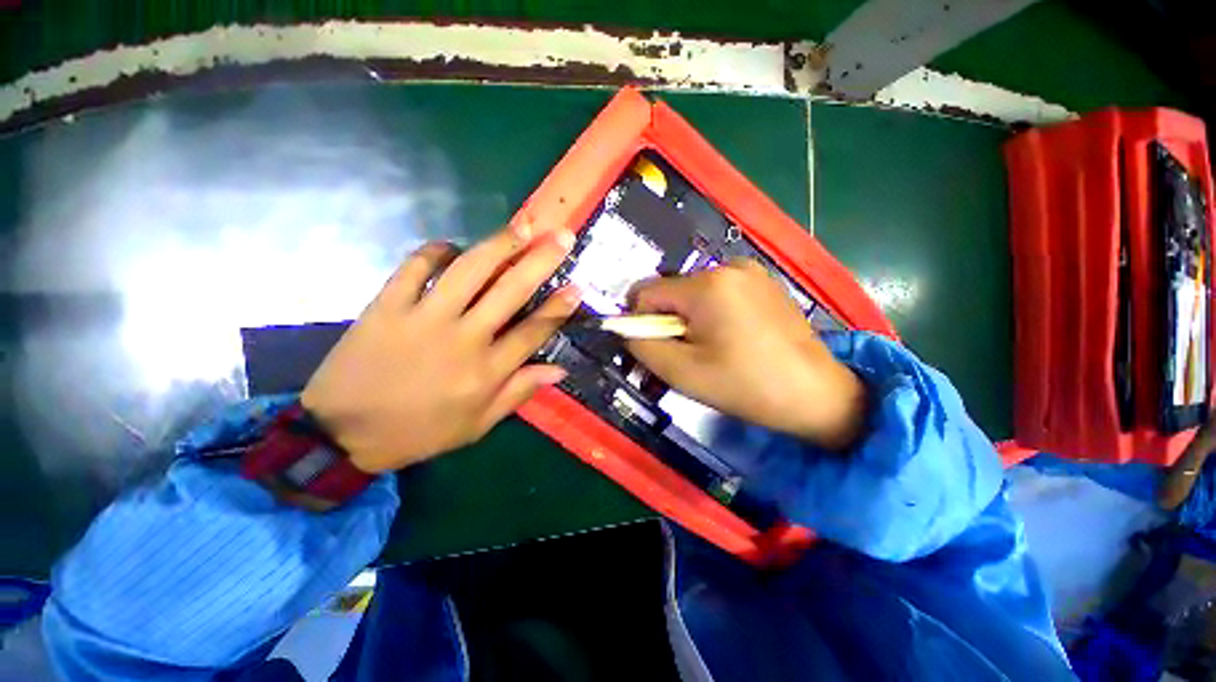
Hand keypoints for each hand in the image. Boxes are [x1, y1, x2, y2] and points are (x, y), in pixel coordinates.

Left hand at [301, 224, 580, 472]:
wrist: (342, 434)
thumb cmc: (419, 432)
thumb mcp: (477, 425)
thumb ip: (519, 393)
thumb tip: (559, 369)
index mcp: (487, 371)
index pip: (534, 331)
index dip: (559, 307)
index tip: (578, 285)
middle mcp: (463, 339)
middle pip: (511, 290)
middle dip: (541, 260)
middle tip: (560, 235)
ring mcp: (424, 318)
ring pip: (470, 270)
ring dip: (500, 244)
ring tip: (522, 225)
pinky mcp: (386, 306)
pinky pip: (415, 267)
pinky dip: (436, 251)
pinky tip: (452, 246)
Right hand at [626, 259, 866, 449]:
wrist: (815, 393)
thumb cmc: (745, 385)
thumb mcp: (682, 373)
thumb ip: (643, 346)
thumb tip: (627, 329)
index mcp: (707, 286)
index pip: (646, 292)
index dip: (641, 322)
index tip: (658, 349)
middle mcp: (728, 266)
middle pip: (672, 292)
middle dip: (670, 322)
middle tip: (692, 354)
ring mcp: (750, 271)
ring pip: (693, 293)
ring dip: (691, 319)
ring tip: (716, 348)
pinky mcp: (764, 281)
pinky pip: (718, 292)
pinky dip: (713, 313)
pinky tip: (735, 337)